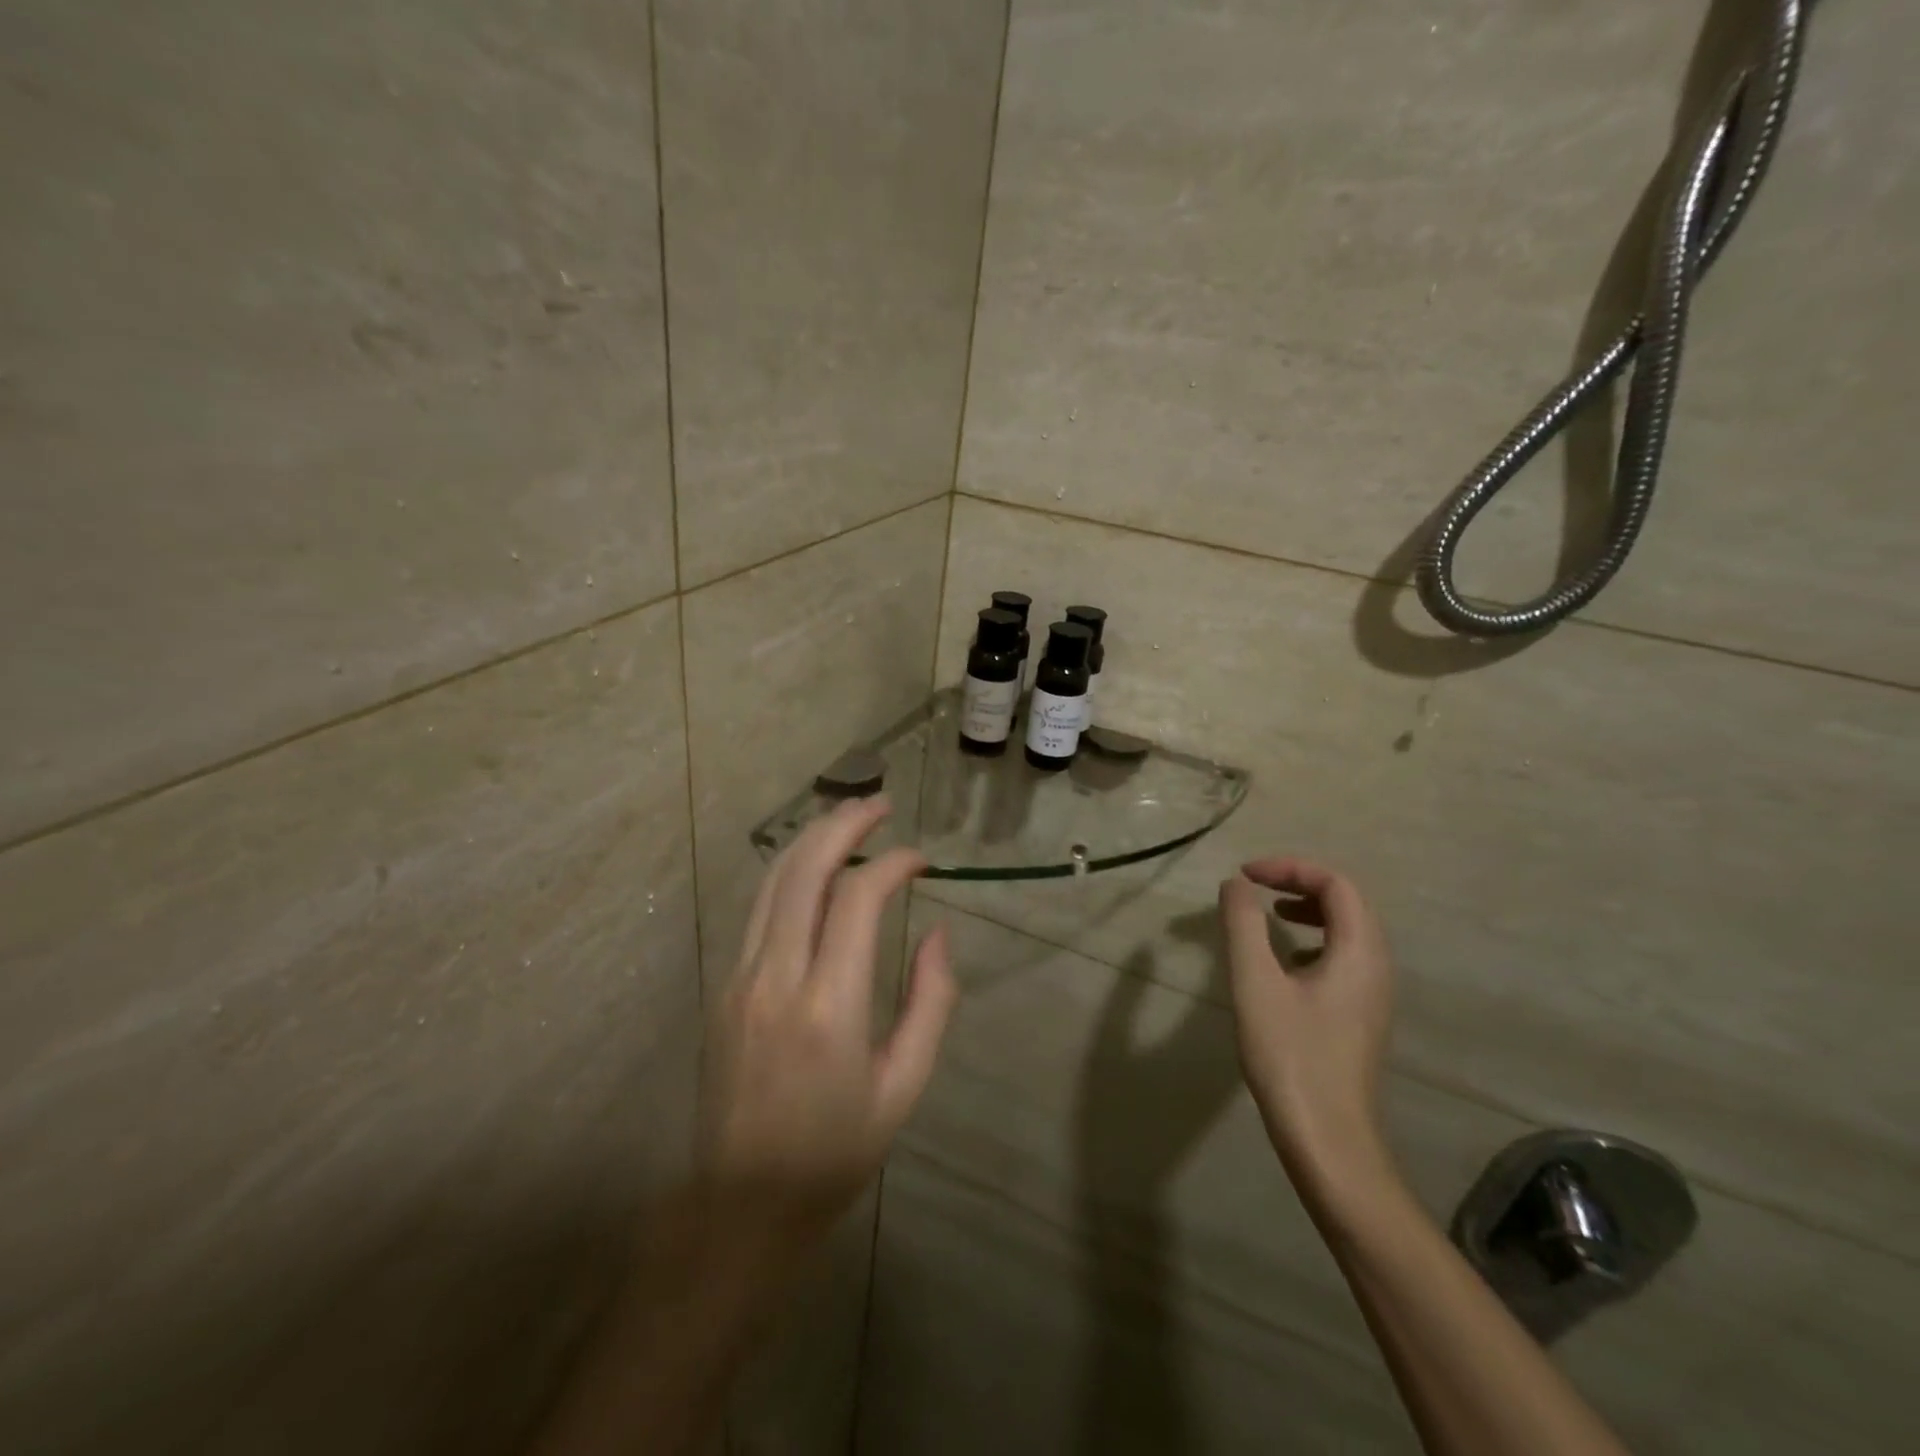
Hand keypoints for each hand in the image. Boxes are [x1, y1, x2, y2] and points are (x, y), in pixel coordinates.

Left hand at [701, 796, 956, 1237]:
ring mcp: (739, 978)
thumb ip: (930, 1002)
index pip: (857, 898)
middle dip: (844, 824)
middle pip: (804, 870)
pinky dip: (789, 874)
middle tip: (880, 804)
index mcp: (828, 1006)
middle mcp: (776, 977)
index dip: (892, 863)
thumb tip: (935, 931)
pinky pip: (758, 911)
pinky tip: (815, 869)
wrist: (740, 1205)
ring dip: (812, 840)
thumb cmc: (834, 1152)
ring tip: (848, 818)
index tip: (921, 859)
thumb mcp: (903, 1087)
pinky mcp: (723, 986)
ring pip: (772, 882)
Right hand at [1219, 857, 1395, 1200]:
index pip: (1336, 883)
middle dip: (1299, 883)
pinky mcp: (1360, 1016)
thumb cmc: (1290, 1056)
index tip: (1245, 876)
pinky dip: (1312, 940)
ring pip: (1347, 930)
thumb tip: (1235, 885)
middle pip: (1347, 902)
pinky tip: (1283, 964)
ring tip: (1268, 914)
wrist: (1328, 1140)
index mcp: (1360, 952)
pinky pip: (1343, 957)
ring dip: (1307, 910)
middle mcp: (1377, 967)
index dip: (1290, 868)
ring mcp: (1372, 994)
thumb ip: (1243, 925)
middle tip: (1254, 887)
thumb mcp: (1255, 983)